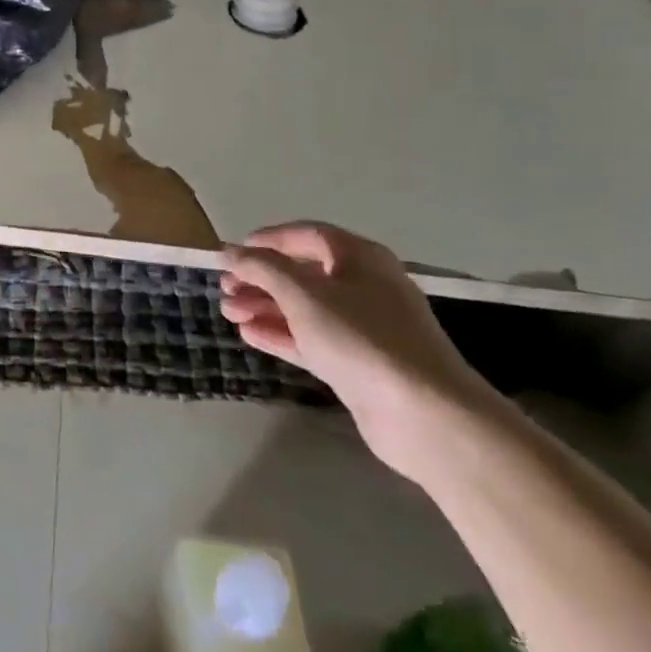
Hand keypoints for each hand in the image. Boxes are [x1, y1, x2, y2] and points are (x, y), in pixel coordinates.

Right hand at [221, 222, 500, 482]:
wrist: (425, 416)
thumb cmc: (362, 338)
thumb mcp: (303, 295)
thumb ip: (262, 268)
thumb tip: (229, 251)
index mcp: (360, 258)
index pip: (306, 235)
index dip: (267, 240)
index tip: (232, 253)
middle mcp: (364, 287)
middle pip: (302, 273)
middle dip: (260, 279)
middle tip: (224, 289)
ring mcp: (363, 328)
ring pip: (304, 308)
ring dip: (265, 307)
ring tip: (228, 312)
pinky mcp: (358, 364)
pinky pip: (312, 339)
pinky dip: (282, 334)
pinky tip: (249, 334)